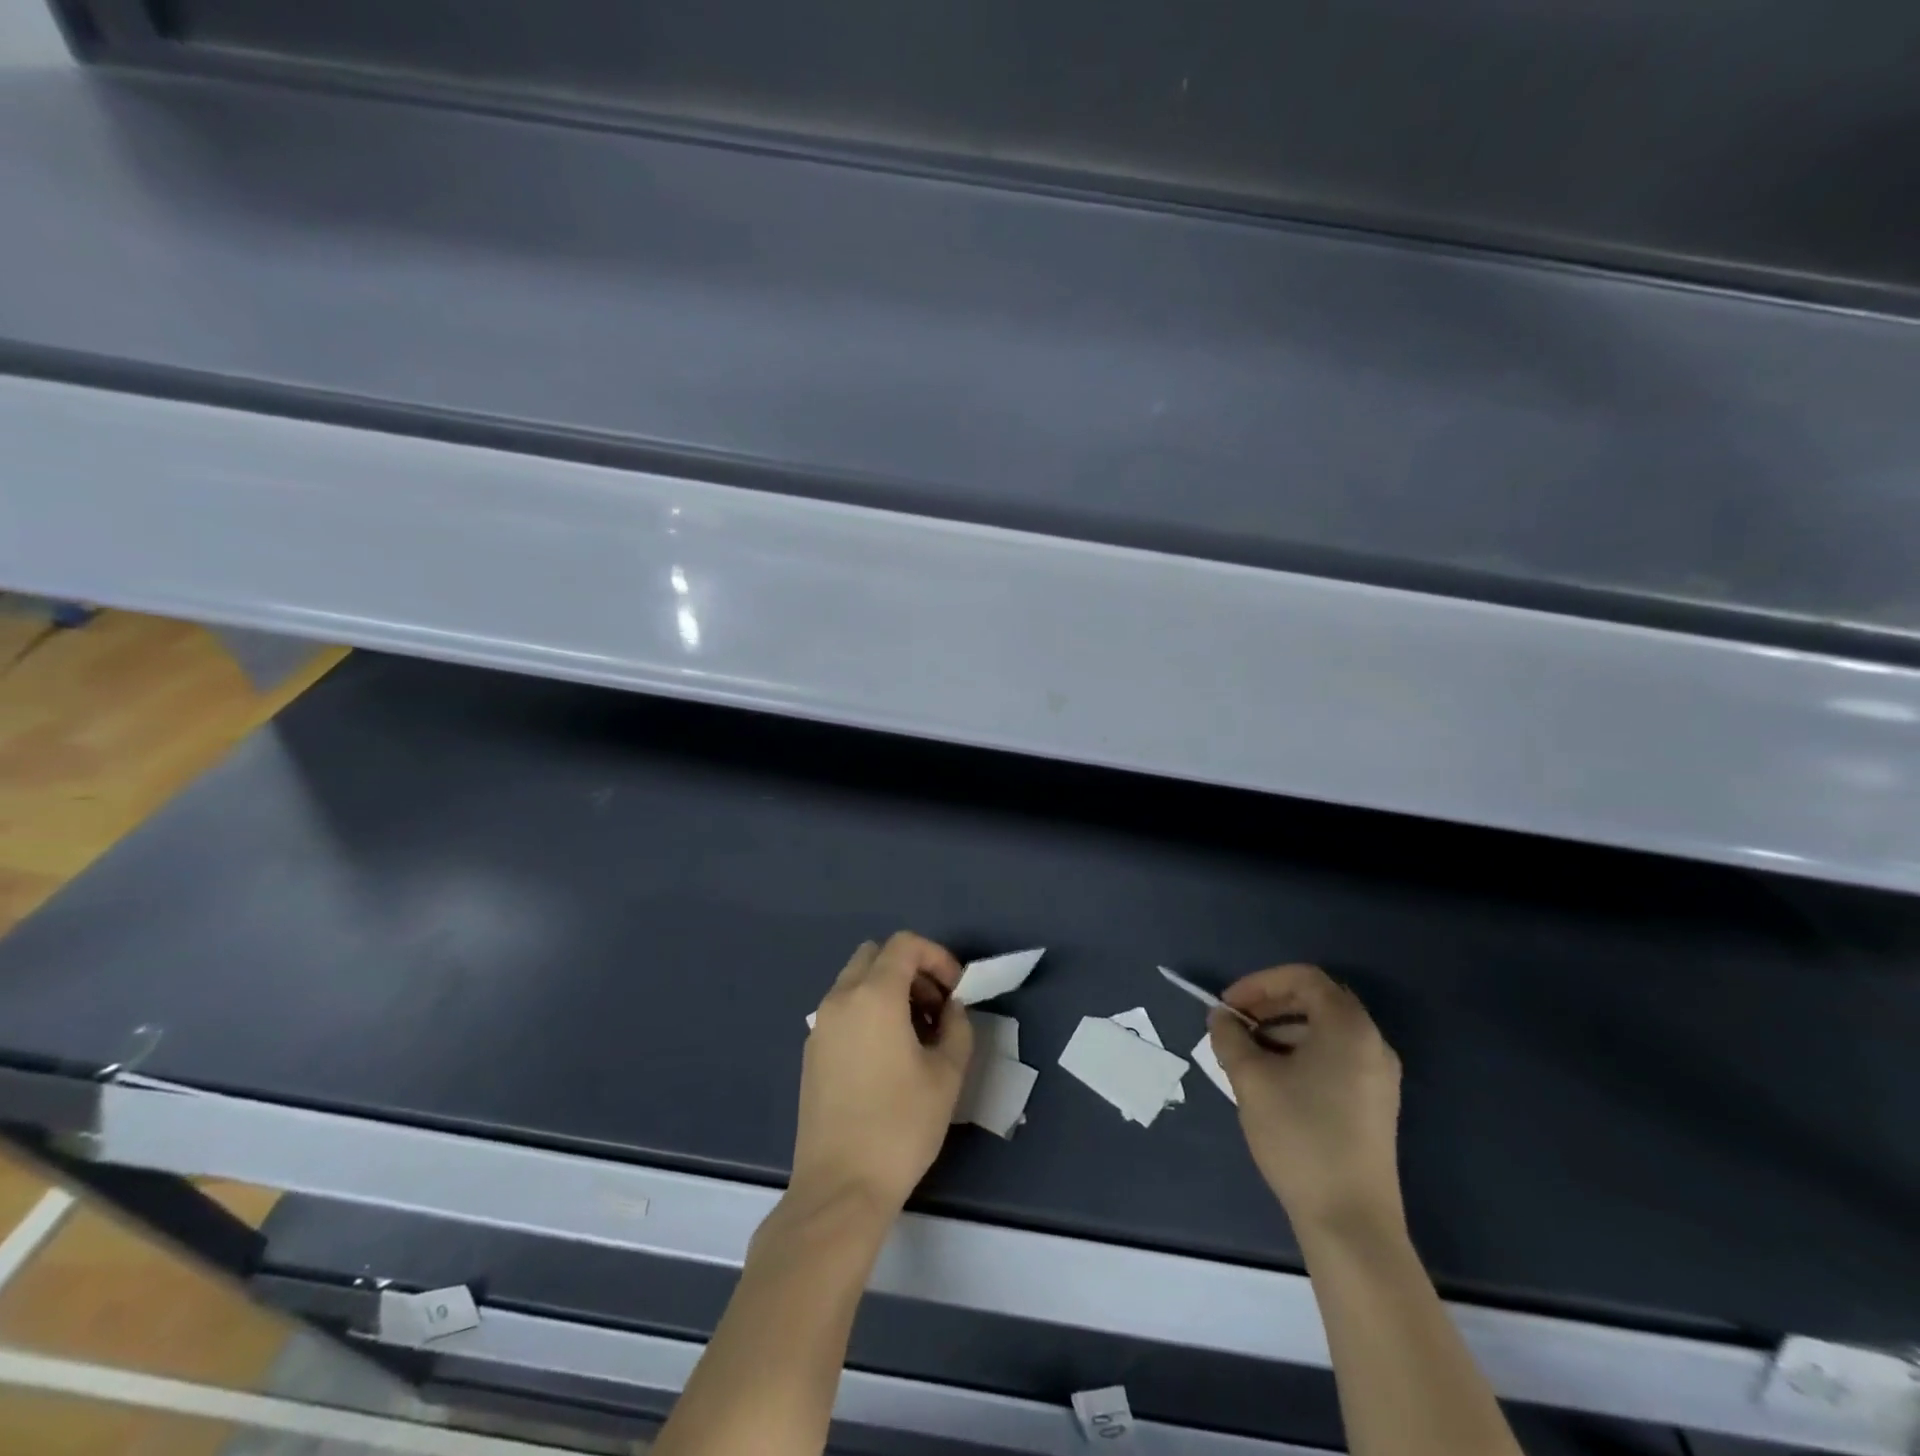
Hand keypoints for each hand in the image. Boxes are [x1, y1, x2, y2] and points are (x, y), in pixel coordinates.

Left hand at [793, 932, 972, 1217]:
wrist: (840, 1187)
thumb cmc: (901, 1126)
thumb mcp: (947, 1074)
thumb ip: (957, 1027)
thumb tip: (951, 1009)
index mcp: (873, 995)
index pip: (904, 945)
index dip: (937, 956)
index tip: (956, 990)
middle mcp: (840, 999)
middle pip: (876, 956)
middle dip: (911, 970)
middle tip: (936, 1007)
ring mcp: (820, 1025)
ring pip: (856, 981)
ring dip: (889, 990)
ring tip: (917, 1034)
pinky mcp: (811, 1052)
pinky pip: (843, 1009)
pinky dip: (869, 1011)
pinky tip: (889, 1055)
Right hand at [1209, 963, 1403, 1239]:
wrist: (1350, 1221)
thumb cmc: (1299, 1137)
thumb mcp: (1251, 1079)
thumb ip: (1230, 1037)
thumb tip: (1221, 1017)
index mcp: (1348, 1028)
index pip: (1304, 978)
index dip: (1260, 983)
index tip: (1229, 1005)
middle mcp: (1372, 1043)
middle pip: (1317, 1001)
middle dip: (1270, 1005)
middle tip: (1235, 1024)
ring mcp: (1378, 1076)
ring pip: (1325, 1030)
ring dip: (1282, 1030)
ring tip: (1247, 1054)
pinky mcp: (1375, 1103)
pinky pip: (1335, 1057)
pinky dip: (1301, 1053)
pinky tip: (1274, 1080)